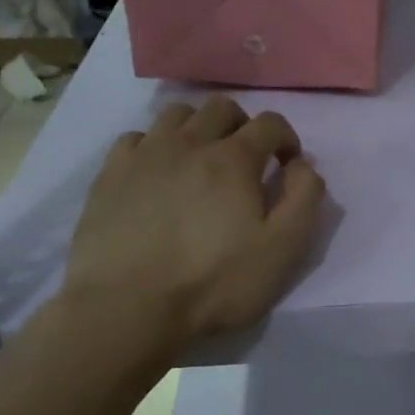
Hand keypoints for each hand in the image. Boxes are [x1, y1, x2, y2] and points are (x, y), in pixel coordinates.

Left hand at [64, 96, 325, 348]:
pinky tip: (156, 173)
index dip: (286, 138)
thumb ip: (304, 198)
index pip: (270, 123)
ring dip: (198, 128)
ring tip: (200, 161)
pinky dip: (155, 146)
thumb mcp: (282, 249)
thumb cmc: (214, 282)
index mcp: (234, 158)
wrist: (128, 307)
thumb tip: (303, 164)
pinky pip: (136, 138)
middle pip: (222, 108)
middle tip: (245, 160)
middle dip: (242, 125)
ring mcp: (145, 154)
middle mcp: (190, 142)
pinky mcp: (110, 173)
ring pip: (177, 114)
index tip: (286, 163)